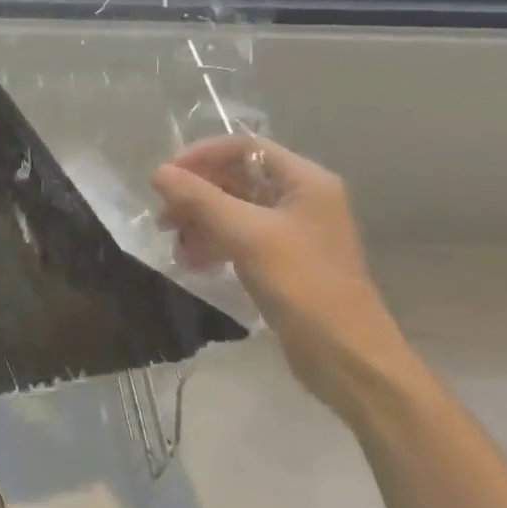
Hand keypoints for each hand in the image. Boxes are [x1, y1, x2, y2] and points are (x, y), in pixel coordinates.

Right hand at [152, 134, 412, 422]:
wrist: (348, 359)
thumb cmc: (303, 286)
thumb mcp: (247, 236)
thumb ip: (200, 199)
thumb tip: (158, 172)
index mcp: (305, 181)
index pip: (244, 148)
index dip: (202, 156)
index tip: (166, 177)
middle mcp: (301, 199)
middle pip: (237, 178)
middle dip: (197, 194)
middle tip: (164, 217)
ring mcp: (294, 232)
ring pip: (235, 211)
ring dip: (201, 222)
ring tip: (175, 245)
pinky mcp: (284, 262)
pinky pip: (240, 239)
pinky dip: (214, 244)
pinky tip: (193, 263)